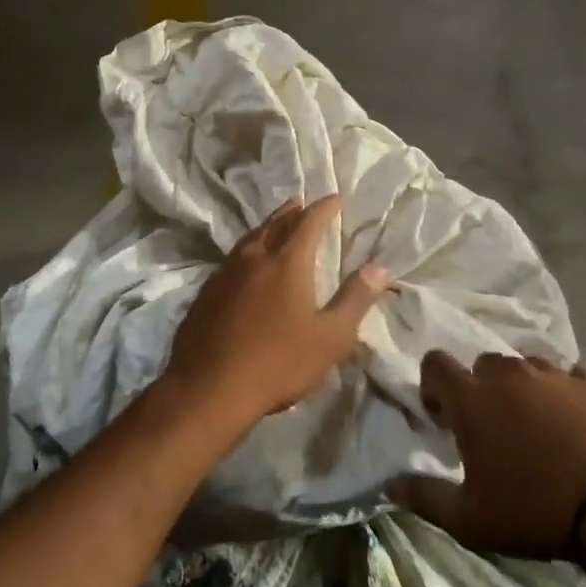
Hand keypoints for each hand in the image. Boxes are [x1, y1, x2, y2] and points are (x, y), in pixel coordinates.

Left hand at [163, 195, 391, 432]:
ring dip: (266, 226)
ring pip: (250, 238)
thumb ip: (355, 300)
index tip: (334, 198)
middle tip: (301, 203)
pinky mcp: (206, 292)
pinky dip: (247, 249)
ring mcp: (225, 273)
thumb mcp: (330, 338)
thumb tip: (379, 269)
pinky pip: (232, 258)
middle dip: (292, 212)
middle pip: (275, 224)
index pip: (309, 223)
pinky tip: (246, 263)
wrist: (208, 388)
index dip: (324, 208)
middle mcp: (254, 258)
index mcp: (287, 263)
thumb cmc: (278, 363)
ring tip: (275, 223)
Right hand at [394, 351, 585, 559]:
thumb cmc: (533, 508)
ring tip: (537, 424)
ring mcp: (554, 373)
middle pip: (483, 364)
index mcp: (471, 398)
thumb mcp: (469, 519)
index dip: (433, 384)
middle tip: (492, 426)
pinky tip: (576, 421)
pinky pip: (570, 376)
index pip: (435, 363)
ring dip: (523, 388)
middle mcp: (508, 374)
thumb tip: (388, 484)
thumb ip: (423, 496)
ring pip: (526, 366)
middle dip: (481, 389)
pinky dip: (566, 393)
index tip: (443, 417)